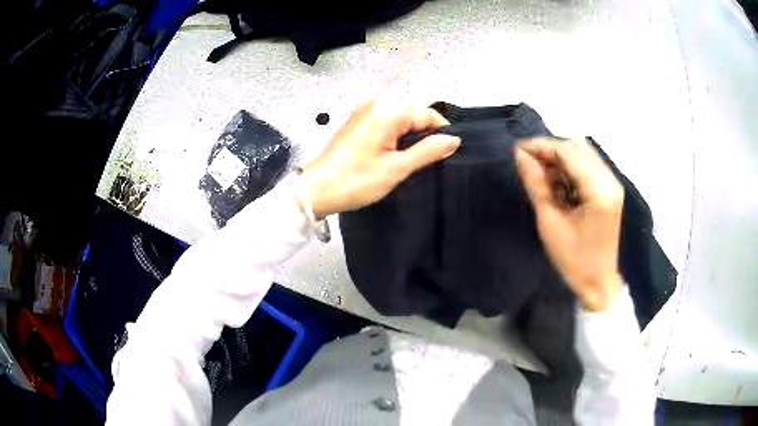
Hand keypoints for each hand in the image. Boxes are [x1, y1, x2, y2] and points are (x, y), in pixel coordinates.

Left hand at [300, 100, 460, 217]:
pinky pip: (386, 125)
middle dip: (427, 133)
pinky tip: (396, 156)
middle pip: (413, 113)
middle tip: (432, 159)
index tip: (448, 152)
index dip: (442, 130)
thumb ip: (427, 151)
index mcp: (387, 113)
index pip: (427, 113)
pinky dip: (396, 137)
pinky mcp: (357, 126)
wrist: (315, 191)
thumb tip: (453, 139)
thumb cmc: (356, 180)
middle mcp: (376, 107)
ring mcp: (364, 115)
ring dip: (412, 136)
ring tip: (416, 160)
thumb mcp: (396, 168)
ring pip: (400, 119)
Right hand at [515, 138, 624, 311]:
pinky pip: (588, 164)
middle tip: (528, 161)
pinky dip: (570, 165)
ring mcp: (613, 183)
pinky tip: (557, 179)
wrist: (598, 281)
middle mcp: (610, 180)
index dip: (542, 146)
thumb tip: (520, 155)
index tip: (518, 150)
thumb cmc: (573, 259)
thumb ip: (536, 184)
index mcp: (599, 191)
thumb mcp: (549, 222)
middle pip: (577, 147)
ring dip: (560, 156)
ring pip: (583, 152)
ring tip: (541, 171)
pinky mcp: (610, 188)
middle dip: (550, 150)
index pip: (568, 153)